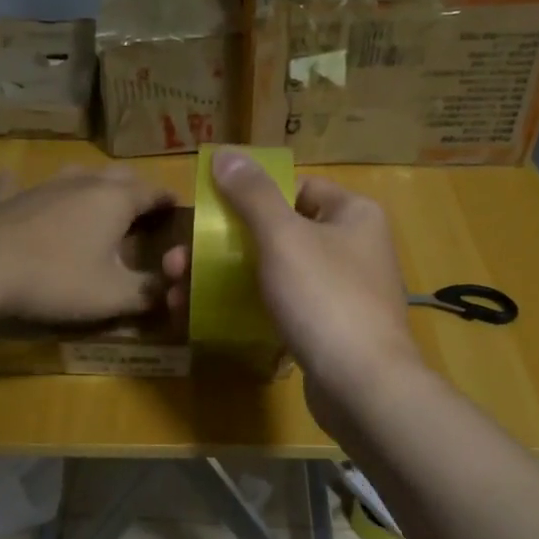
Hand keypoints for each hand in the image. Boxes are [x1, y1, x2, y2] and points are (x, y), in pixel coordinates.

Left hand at [0, 165, 175, 324]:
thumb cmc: (57, 280)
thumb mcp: (113, 296)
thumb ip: (148, 292)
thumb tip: (169, 290)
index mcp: (113, 200)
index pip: (153, 191)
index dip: (168, 202)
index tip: (178, 213)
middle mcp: (78, 182)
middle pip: (115, 176)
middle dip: (133, 190)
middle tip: (141, 212)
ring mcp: (37, 187)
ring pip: (69, 174)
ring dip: (85, 184)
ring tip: (90, 199)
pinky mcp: (1, 200)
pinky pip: (11, 187)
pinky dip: (17, 188)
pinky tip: (9, 187)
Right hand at [165, 151, 421, 421]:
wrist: (362, 385)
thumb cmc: (324, 298)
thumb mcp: (283, 237)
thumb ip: (253, 194)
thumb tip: (226, 153)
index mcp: (353, 214)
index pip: (297, 188)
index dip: (251, 196)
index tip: (209, 214)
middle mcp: (353, 248)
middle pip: (278, 233)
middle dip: (222, 247)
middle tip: (177, 263)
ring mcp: (341, 292)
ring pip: (274, 274)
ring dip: (225, 280)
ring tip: (178, 294)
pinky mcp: (328, 330)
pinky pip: (281, 308)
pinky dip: (247, 308)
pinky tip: (208, 318)